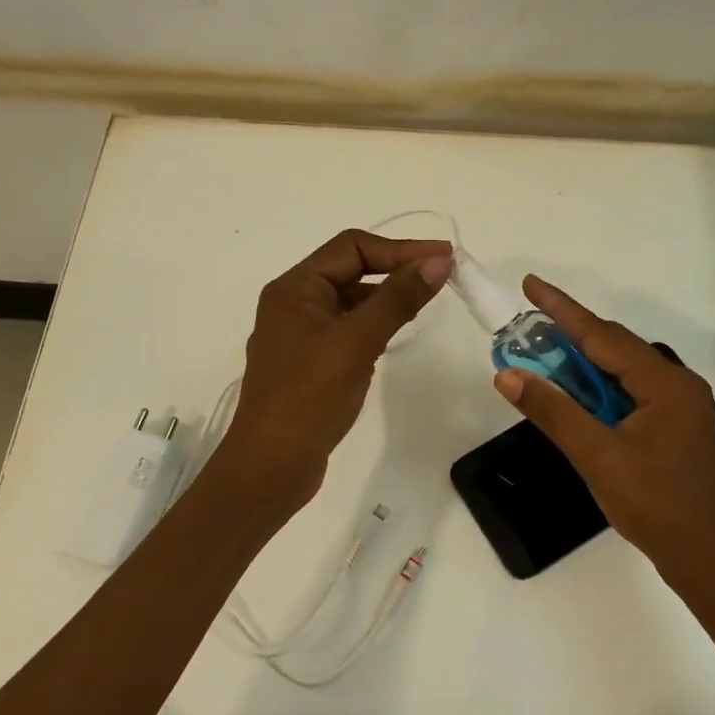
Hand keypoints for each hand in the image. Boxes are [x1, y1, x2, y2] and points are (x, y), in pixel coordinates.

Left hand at [220, 229, 452, 508]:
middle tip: (442, 276)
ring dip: (386, 297)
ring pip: (350, 301)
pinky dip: (374, 324)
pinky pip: (348, 329)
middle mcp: (294, 304)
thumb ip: (397, 299)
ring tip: (426, 301)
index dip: (400, 248)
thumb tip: (438, 261)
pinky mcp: (311, 363)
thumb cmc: (308, 398)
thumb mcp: (356, 343)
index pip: (351, 247)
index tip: (443, 258)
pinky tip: (396, 333)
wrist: (270, 467)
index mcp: (294, 289)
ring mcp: (301, 335)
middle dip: (395, 268)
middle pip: (350, 269)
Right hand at [493, 276, 714, 585]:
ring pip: (624, 372)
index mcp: (665, 383)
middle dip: (570, 336)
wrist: (713, 561)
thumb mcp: (598, 457)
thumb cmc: (657, 506)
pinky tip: (581, 400)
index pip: (602, 335)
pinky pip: (632, 394)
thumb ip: (553, 412)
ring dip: (584, 365)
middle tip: (529, 329)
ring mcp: (682, 409)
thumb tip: (508, 375)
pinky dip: (601, 390)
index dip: (562, 309)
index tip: (531, 284)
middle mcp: (678, 386)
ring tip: (546, 360)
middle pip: (616, 348)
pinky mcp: (677, 430)